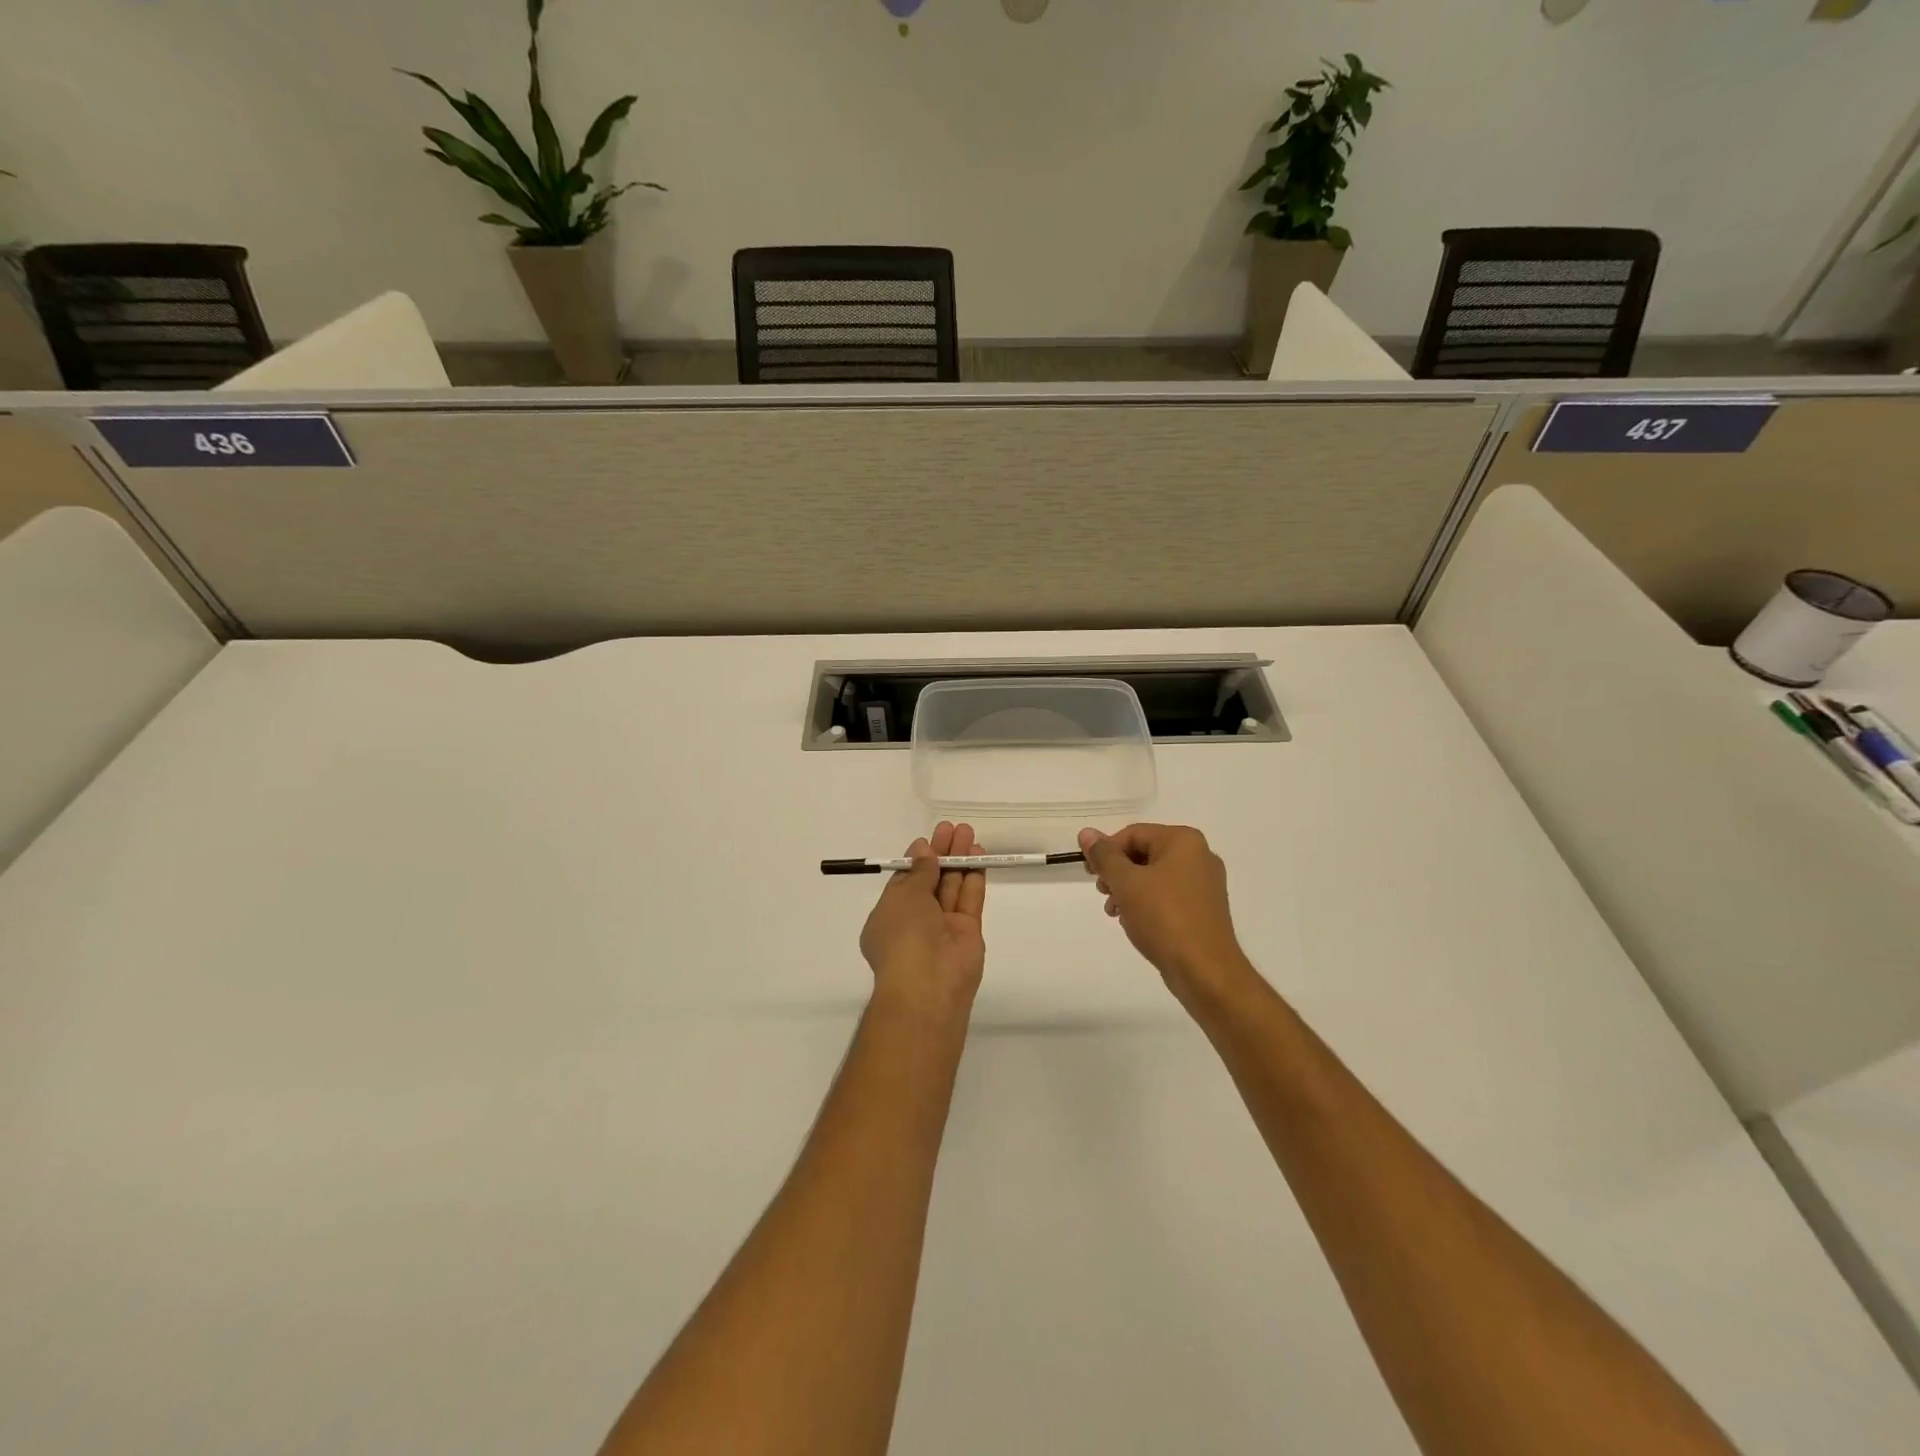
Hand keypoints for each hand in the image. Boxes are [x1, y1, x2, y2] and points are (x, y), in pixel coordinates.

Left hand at [860, 822, 986, 1021]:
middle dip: (941, 853)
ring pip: (952, 886)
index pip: (905, 882)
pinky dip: (974, 877)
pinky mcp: (968, 931)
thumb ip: (919, 873)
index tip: (929, 838)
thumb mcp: (903, 897)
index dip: (918, 859)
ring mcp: (943, 926)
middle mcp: (916, 920)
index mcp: (890, 915)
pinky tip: (979, 855)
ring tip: (968, 832)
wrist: (928, 984)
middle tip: (953, 827)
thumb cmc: (903, 936)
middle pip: (931, 880)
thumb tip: (924, 851)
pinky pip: (970, 899)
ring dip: (959, 859)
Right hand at [1079, 824, 1254, 1007]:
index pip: (1133, 834)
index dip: (1106, 851)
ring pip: (1154, 876)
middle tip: (1102, 892)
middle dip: (1117, 872)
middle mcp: (1199, 856)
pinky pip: (1167, 895)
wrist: (1204, 970)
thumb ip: (1104, 856)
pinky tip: (1132, 921)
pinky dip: (1146, 902)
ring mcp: (1204, 884)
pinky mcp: (1203, 908)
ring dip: (1128, 889)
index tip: (1090, 874)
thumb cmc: (1164, 918)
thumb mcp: (1126, 882)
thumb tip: (1086, 833)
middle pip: (1144, 853)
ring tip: (1113, 911)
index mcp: (1183, 841)